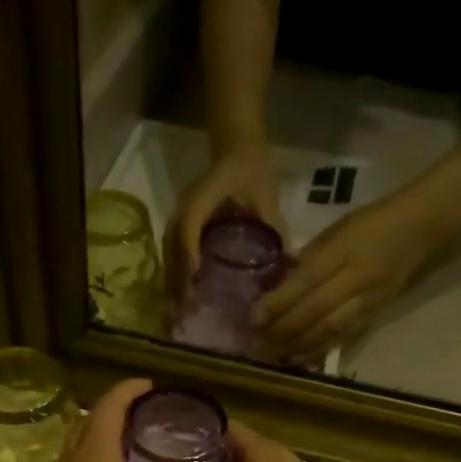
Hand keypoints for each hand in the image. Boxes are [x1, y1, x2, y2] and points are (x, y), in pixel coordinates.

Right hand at [165, 143, 281, 297]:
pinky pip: (170, 251)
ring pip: (167, 251)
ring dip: (172, 281)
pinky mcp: (178, 223)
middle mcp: (184, 204)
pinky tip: (180, 296)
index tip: (194, 284)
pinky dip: (174, 275)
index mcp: (204, 194)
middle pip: (172, 245)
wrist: (237, 150)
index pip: (189, 226)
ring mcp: (177, 213)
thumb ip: (277, 230)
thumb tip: (293, 263)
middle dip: (177, 279)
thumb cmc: (253, 173)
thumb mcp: (268, 199)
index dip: (189, 255)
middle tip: (185, 311)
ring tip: (179, 311)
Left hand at [253, 195, 432, 359]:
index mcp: (342, 250)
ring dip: (298, 345)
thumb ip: (307, 258)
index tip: (252, 319)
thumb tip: (277, 285)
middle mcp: (356, 277)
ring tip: (273, 355)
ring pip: (328, 328)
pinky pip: (344, 336)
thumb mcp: (334, 230)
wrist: (419, 228)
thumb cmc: (369, 223)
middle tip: (257, 343)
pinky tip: (299, 357)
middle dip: (283, 330)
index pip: (305, 281)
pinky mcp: (376, 313)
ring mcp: (368, 299)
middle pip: (314, 310)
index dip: (278, 303)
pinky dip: (319, 349)